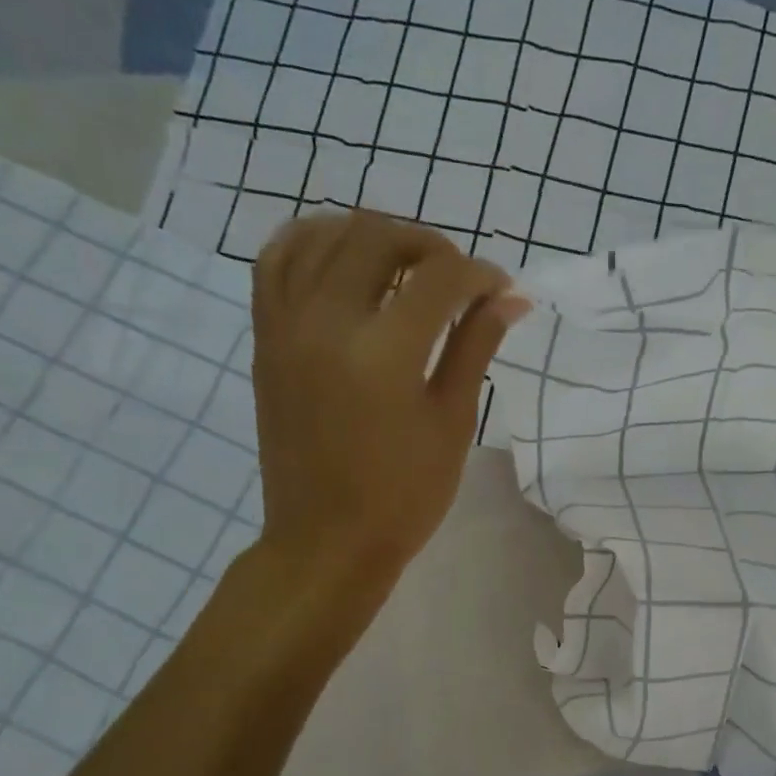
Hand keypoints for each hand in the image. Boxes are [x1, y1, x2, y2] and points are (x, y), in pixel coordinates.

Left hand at [245, 210, 527, 588]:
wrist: (327, 540)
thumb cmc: (404, 495)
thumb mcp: (452, 423)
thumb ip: (476, 348)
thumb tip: (510, 297)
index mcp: (384, 353)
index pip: (439, 279)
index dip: (480, 275)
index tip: (502, 290)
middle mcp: (327, 322)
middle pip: (378, 239)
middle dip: (430, 245)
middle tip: (459, 277)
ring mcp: (286, 325)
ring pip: (323, 236)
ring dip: (373, 236)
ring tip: (406, 264)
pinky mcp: (265, 338)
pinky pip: (277, 261)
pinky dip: (313, 242)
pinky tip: (343, 258)